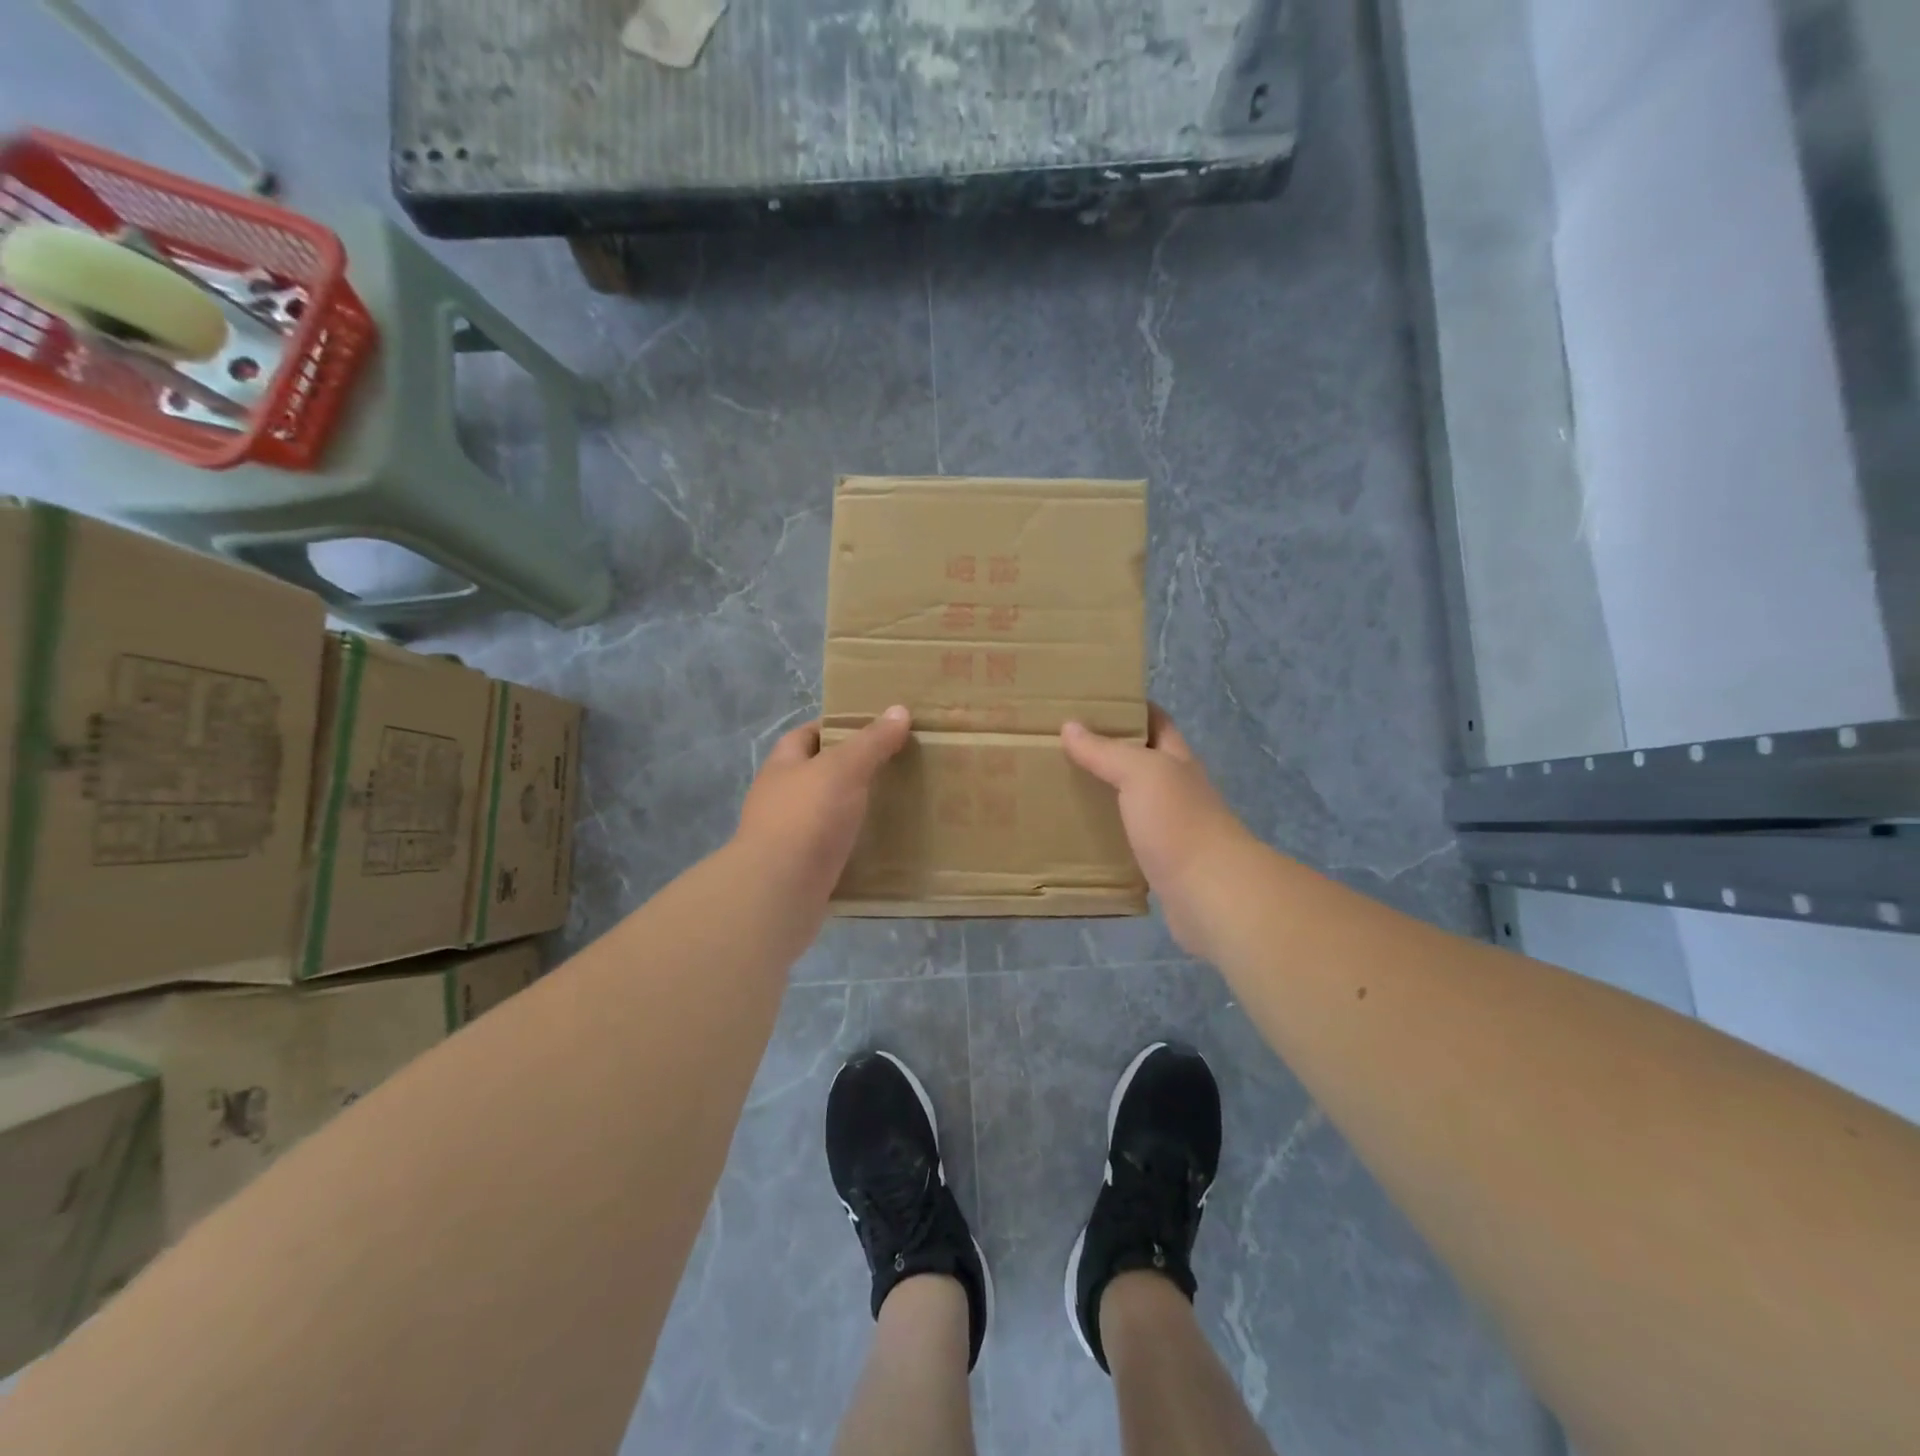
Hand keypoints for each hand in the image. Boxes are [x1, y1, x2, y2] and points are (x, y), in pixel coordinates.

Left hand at [734, 706, 911, 904]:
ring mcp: (788, 836)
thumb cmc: (806, 817)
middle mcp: (780, 798)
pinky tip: (882, 846)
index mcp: (783, 766)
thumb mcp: (843, 768)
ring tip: (895, 805)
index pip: (807, 735)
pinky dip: (854, 846)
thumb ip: (871, 741)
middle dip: (851, 770)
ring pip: (826, 814)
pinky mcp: (802, 870)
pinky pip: (833, 849)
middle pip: (818, 774)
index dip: (836, 727)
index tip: (873, 729)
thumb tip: (899, 710)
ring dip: (854, 810)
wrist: (778, 892)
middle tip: (894, 766)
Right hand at [1062, 706, 1252, 958]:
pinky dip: (1105, 834)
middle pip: (1141, 761)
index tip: (1091, 703)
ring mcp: (1170, 827)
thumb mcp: (1141, 773)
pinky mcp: (1159, 862)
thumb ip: (1106, 751)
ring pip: (1131, 802)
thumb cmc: (1179, 822)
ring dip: (1103, 794)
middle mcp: (1176, 789)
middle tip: (1062, 746)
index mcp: (1177, 760)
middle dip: (1108, 752)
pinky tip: (1077, 834)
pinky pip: (1126, 839)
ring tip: (1060, 787)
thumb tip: (1070, 726)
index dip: (1130, 708)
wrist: (1210, 893)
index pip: (1156, 722)